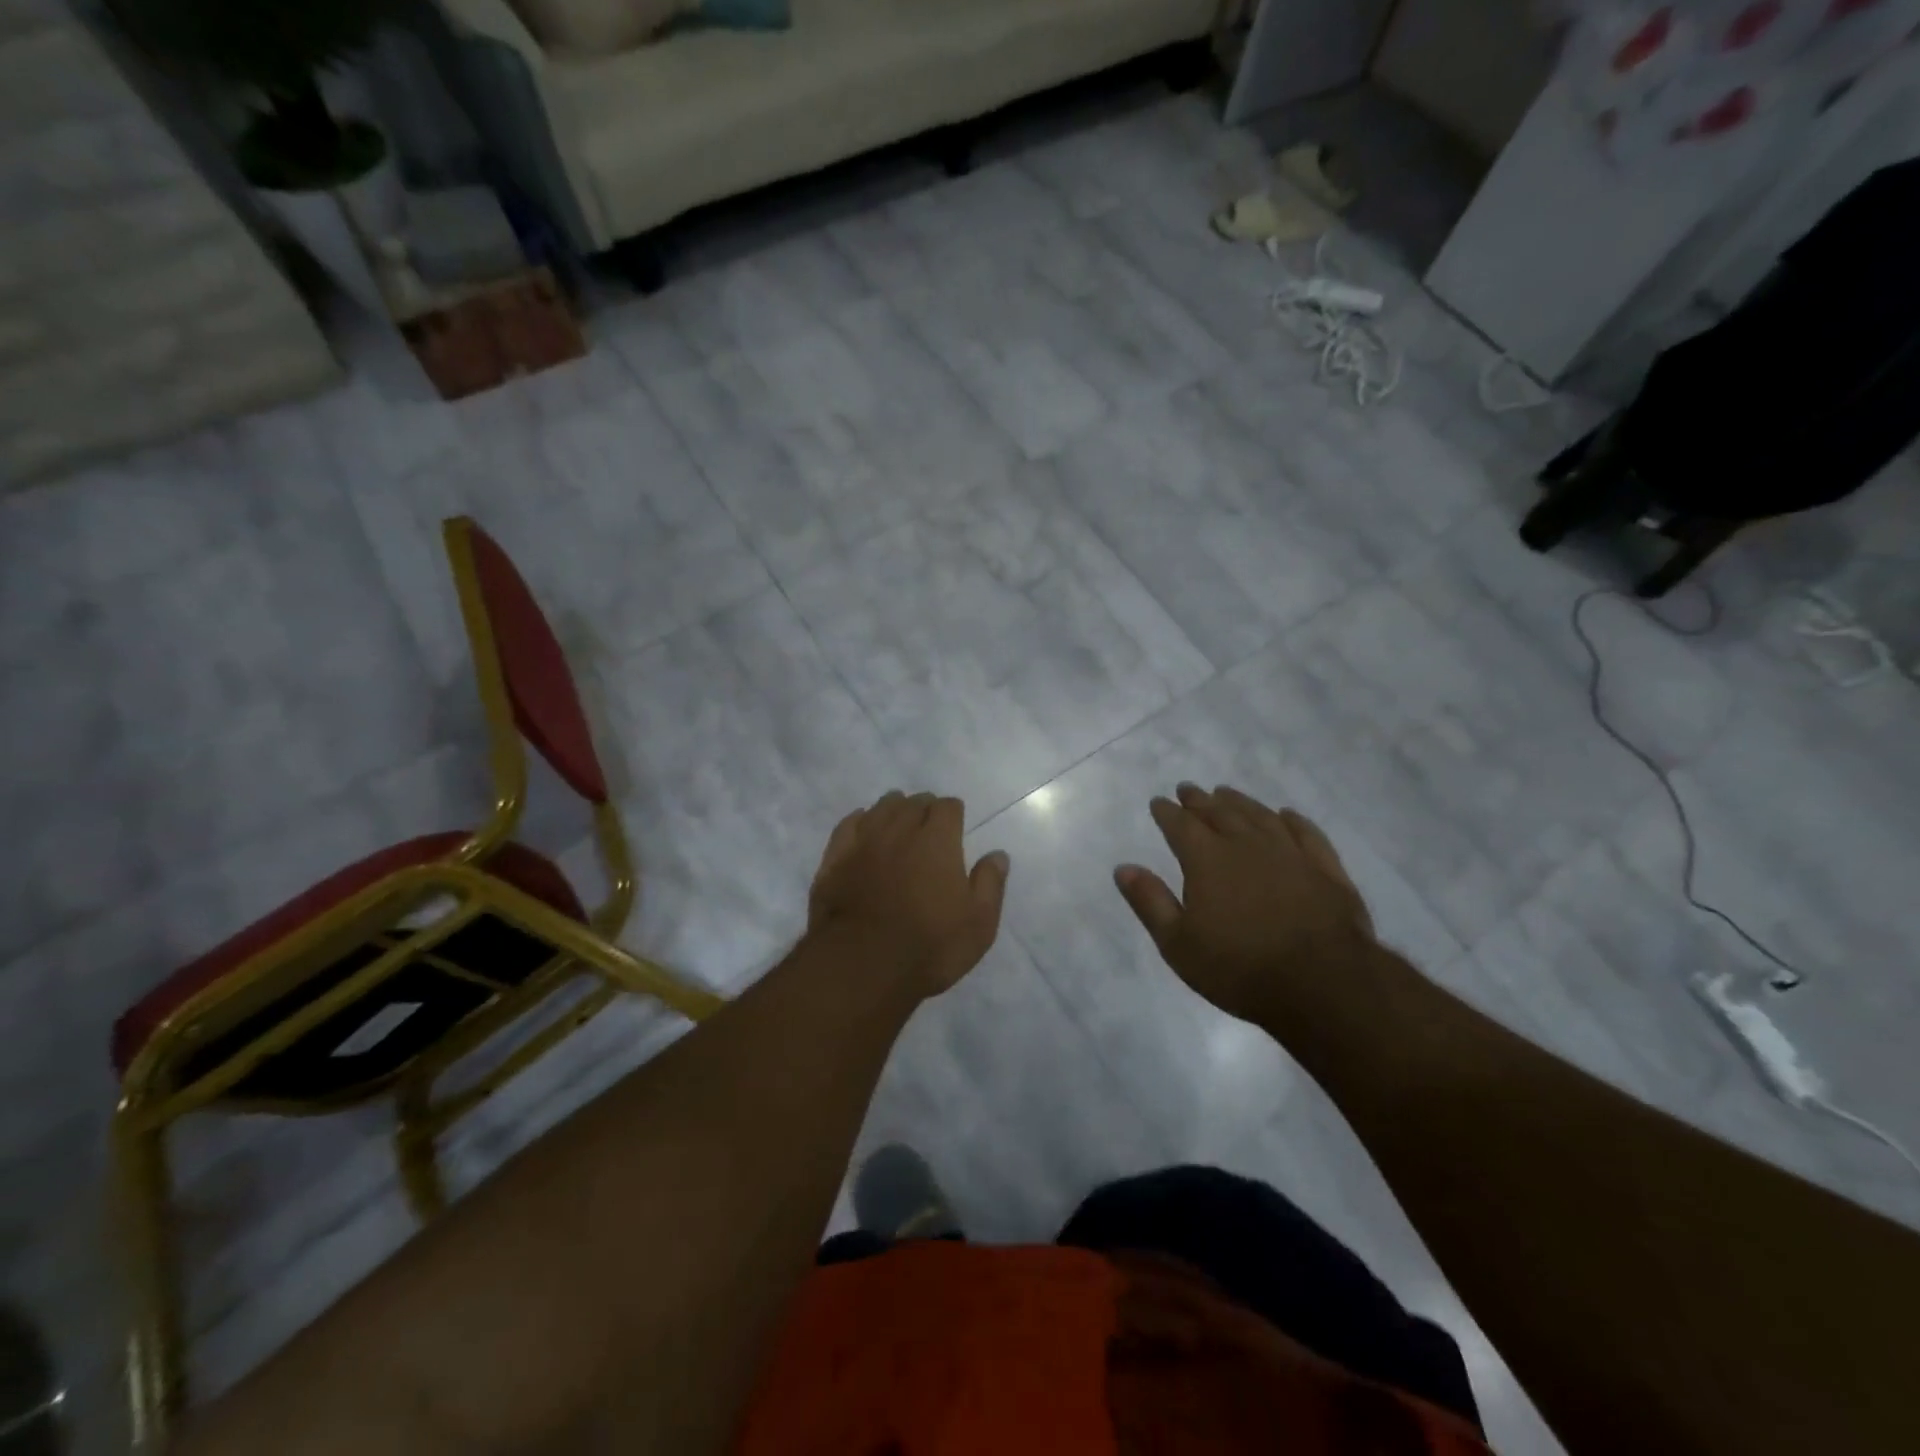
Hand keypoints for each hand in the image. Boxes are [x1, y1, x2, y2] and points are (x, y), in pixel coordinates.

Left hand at [808, 791, 1009, 997]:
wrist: (862, 967)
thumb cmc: (929, 947)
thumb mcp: (978, 923)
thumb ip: (990, 884)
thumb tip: (998, 855)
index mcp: (937, 840)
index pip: (948, 807)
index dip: (954, 813)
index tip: (956, 825)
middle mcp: (900, 830)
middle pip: (913, 803)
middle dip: (925, 808)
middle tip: (929, 824)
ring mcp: (863, 842)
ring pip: (881, 809)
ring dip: (893, 809)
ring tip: (898, 820)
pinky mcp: (834, 859)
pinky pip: (848, 825)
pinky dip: (860, 821)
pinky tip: (863, 826)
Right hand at [1113, 783, 1376, 1027]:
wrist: (1323, 983)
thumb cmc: (1239, 968)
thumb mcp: (1178, 943)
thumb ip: (1150, 902)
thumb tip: (1123, 868)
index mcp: (1207, 860)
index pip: (1180, 825)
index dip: (1167, 812)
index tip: (1159, 802)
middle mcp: (1246, 845)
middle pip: (1219, 813)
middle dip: (1199, 800)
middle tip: (1188, 789)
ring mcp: (1290, 853)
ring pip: (1259, 815)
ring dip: (1239, 802)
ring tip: (1226, 793)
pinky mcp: (1326, 868)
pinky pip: (1306, 833)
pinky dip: (1292, 820)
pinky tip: (1286, 815)